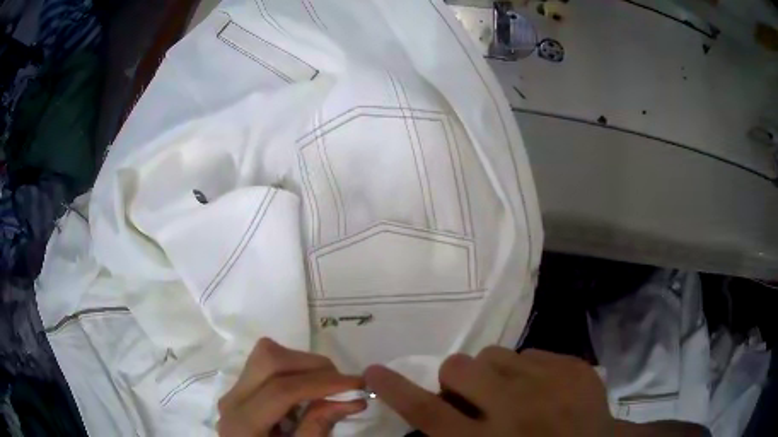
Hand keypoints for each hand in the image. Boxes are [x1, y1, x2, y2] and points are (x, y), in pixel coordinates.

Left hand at [218, 338, 365, 436]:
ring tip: (326, 388)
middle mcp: (231, 399)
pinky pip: (266, 365)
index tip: (358, 384)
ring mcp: (233, 391)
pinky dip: (293, 370)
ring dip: (303, 365)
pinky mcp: (240, 389)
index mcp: (242, 423)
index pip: (281, 390)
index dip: (322, 383)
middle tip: (342, 383)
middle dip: (312, 365)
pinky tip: (307, 392)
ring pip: (266, 355)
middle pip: (269, 359)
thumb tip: (350, 399)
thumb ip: (318, 428)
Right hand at [365, 348, 613, 435]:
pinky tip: (542, 389)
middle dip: (456, 379)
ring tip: (511, 392)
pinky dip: (527, 369)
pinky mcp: (574, 367)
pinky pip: (531, 352)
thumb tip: (432, 412)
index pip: (428, 412)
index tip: (373, 370)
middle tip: (470, 395)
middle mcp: (514, 410)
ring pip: (495, 354)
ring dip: (492, 373)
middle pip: (459, 369)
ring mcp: (549, 383)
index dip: (396, 390)